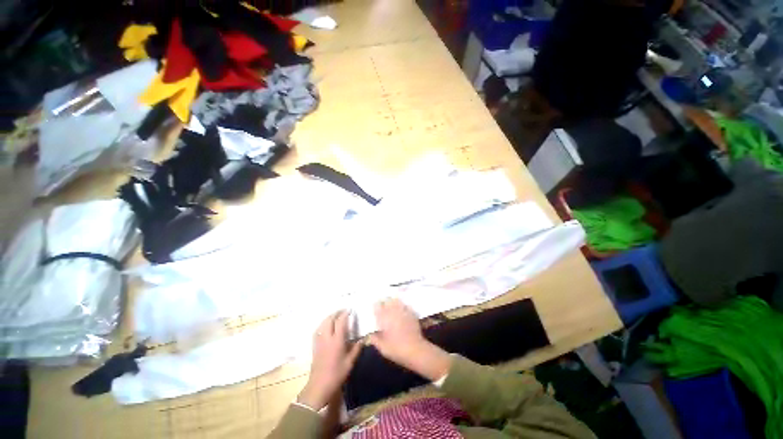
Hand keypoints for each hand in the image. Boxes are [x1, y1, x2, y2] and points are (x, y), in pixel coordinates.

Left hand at [298, 311, 361, 410]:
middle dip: (336, 313)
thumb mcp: (350, 362)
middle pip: (330, 320)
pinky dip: (322, 324)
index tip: (350, 310)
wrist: (319, 386)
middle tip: (343, 311)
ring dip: (329, 317)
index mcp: (337, 341)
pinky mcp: (314, 346)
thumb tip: (363, 339)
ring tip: (335, 316)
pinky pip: (318, 330)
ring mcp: (319, 341)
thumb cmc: (336, 374)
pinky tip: (325, 326)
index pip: (341, 322)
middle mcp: (327, 338)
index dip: (345, 314)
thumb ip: (356, 349)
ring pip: (322, 324)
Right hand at [369, 299, 451, 380]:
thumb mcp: (382, 348)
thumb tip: (370, 334)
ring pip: (397, 301)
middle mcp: (393, 312)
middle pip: (387, 300)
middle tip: (383, 305)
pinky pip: (405, 305)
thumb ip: (374, 339)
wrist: (415, 350)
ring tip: (392, 305)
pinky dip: (402, 306)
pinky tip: (402, 310)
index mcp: (384, 318)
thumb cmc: (396, 349)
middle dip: (384, 301)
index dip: (375, 306)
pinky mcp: (412, 313)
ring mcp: (403, 311)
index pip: (377, 306)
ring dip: (393, 302)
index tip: (375, 308)